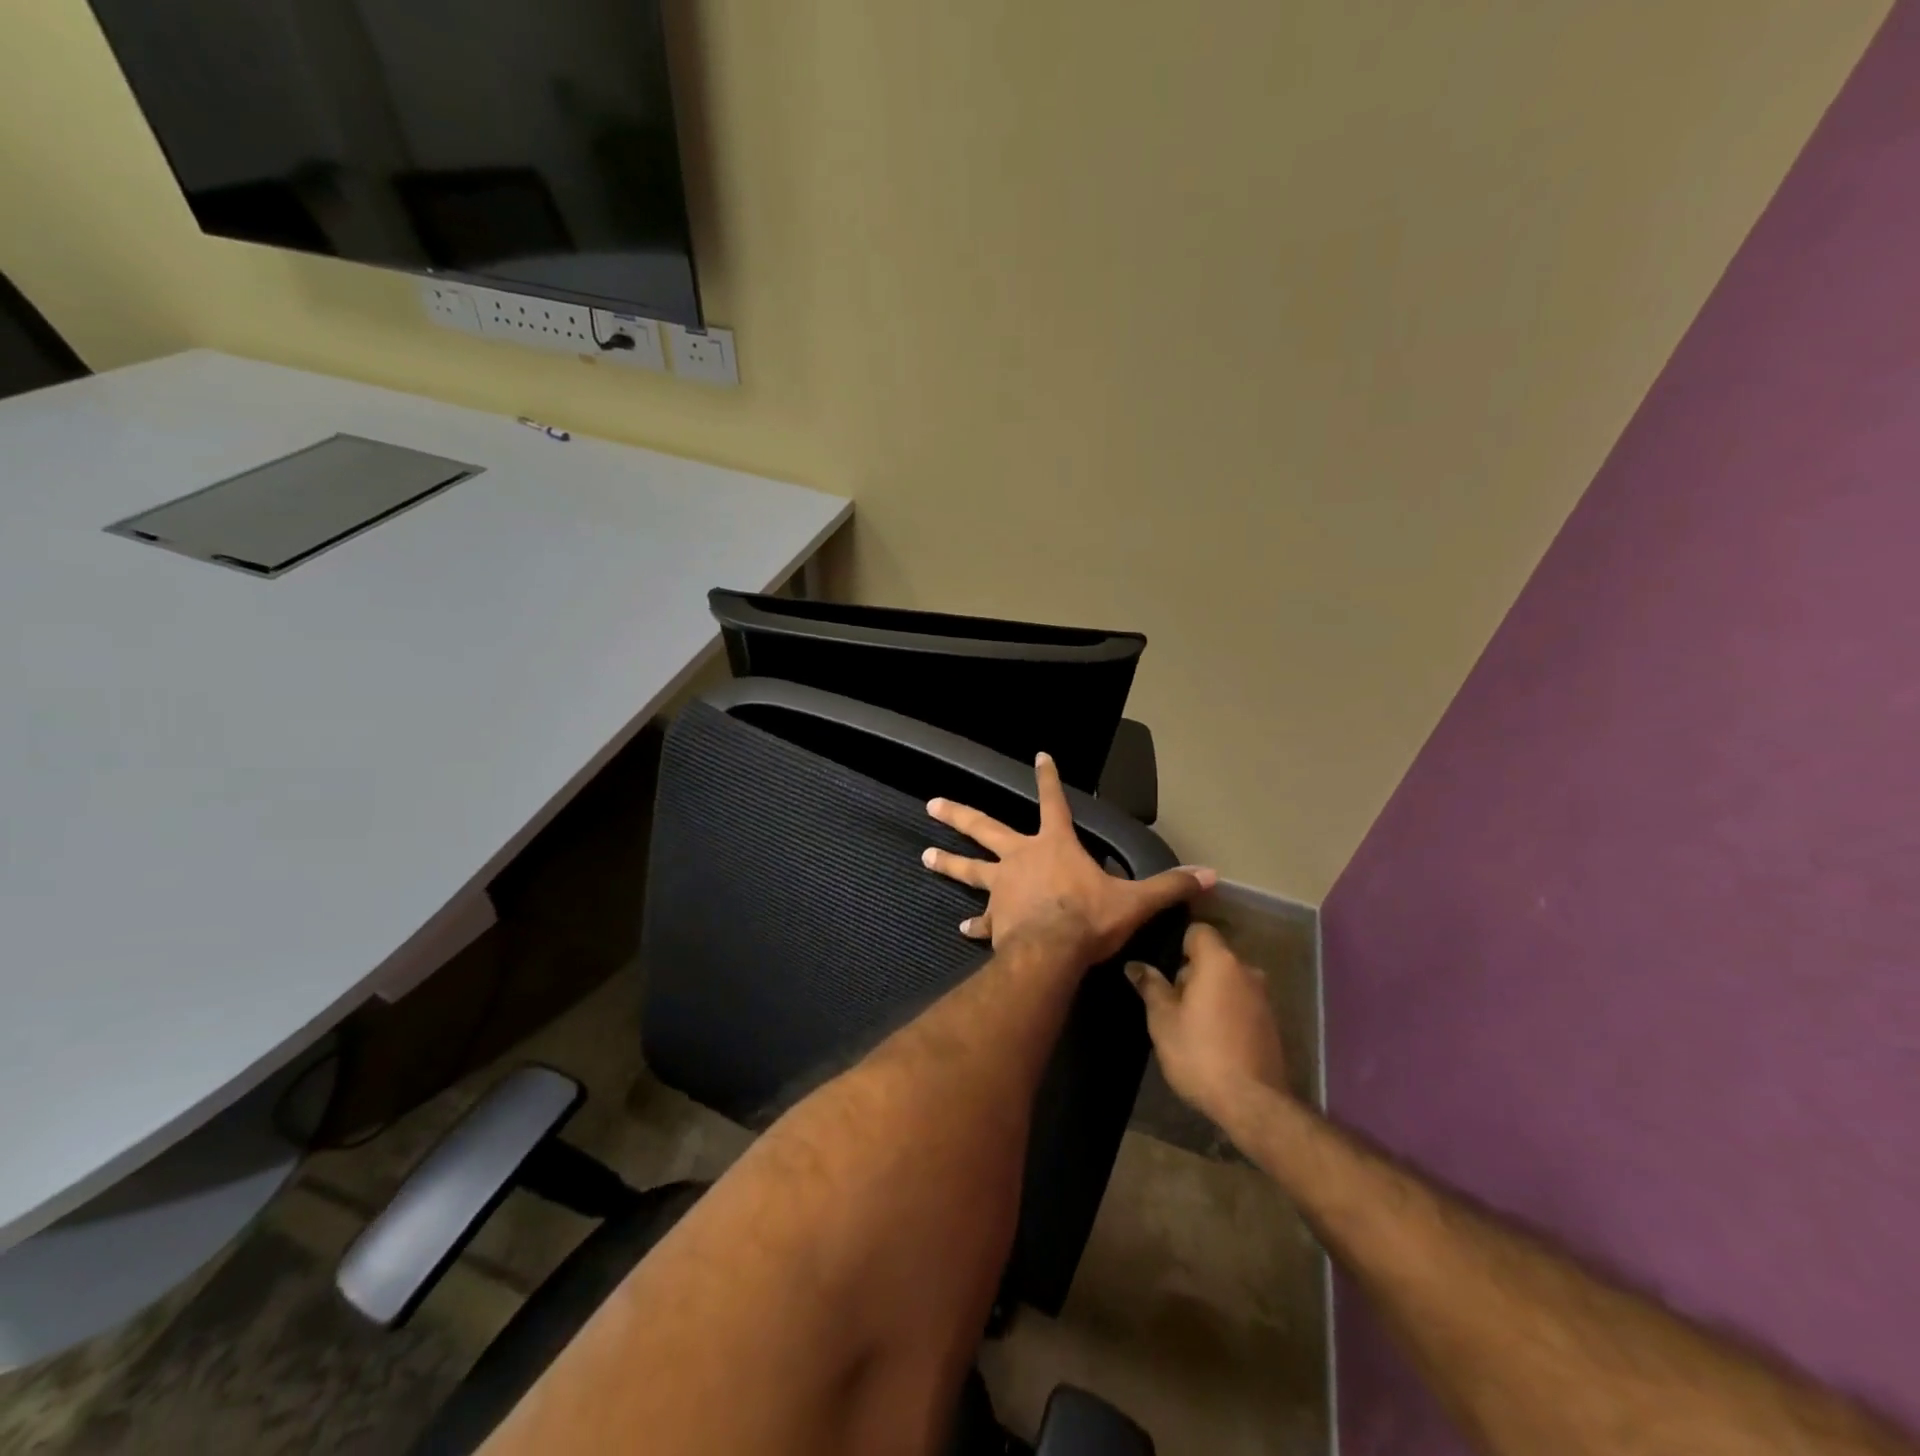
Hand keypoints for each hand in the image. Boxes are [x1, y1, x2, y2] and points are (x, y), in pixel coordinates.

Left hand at [922, 752, 1215, 967]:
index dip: (1048, 778)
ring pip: (969, 868)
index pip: (1053, 802)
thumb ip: (1170, 886)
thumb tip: (1212, 876)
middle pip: (985, 828)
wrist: (1053, 953)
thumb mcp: (1135, 902)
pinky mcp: (995, 918)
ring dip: (947, 860)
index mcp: (1054, 846)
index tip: (1040, 756)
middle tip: (931, 803)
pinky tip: (963, 927)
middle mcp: (1021, 858)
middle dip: (958, 814)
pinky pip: (982, 918)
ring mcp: (1002, 887)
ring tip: (924, 855)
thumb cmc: (1090, 919)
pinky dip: (974, 922)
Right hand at [1125, 923, 1288, 1129]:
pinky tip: (1213, 1039)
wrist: (1252, 1103)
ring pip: (1229, 982)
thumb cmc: (1199, 1053)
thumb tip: (1135, 965)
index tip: (1164, 969)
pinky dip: (1227, 1012)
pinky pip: (1242, 1003)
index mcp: (1219, 962)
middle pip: (1213, 957)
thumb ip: (1151, 986)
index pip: (1198, 931)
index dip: (1179, 945)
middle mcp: (1246, 971)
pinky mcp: (1272, 1023)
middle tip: (1171, 1002)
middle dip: (1192, 973)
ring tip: (1191, 1023)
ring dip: (1211, 994)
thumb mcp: (1163, 1020)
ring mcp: (1264, 998)